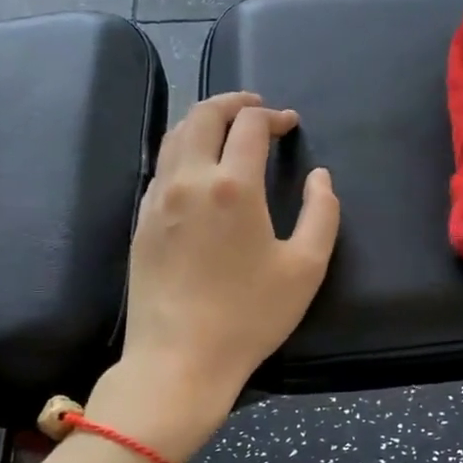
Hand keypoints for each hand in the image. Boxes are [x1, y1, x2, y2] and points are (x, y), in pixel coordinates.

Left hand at [91, 92, 339, 460]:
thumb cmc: (249, 316)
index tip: (290, 124)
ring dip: (204, 121)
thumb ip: (322, 213)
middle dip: (233, 103)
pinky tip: (199, 168)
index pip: (250, 126)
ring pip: (175, 136)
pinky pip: (161, 166)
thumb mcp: (306, 268)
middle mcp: (189, 180)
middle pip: (203, 115)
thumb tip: (319, 177)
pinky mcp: (140, 221)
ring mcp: (157, 199)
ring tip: (227, 127)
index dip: (273, 116)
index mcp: (233, 186)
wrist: (178, 360)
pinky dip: (184, 149)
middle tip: (256, 107)